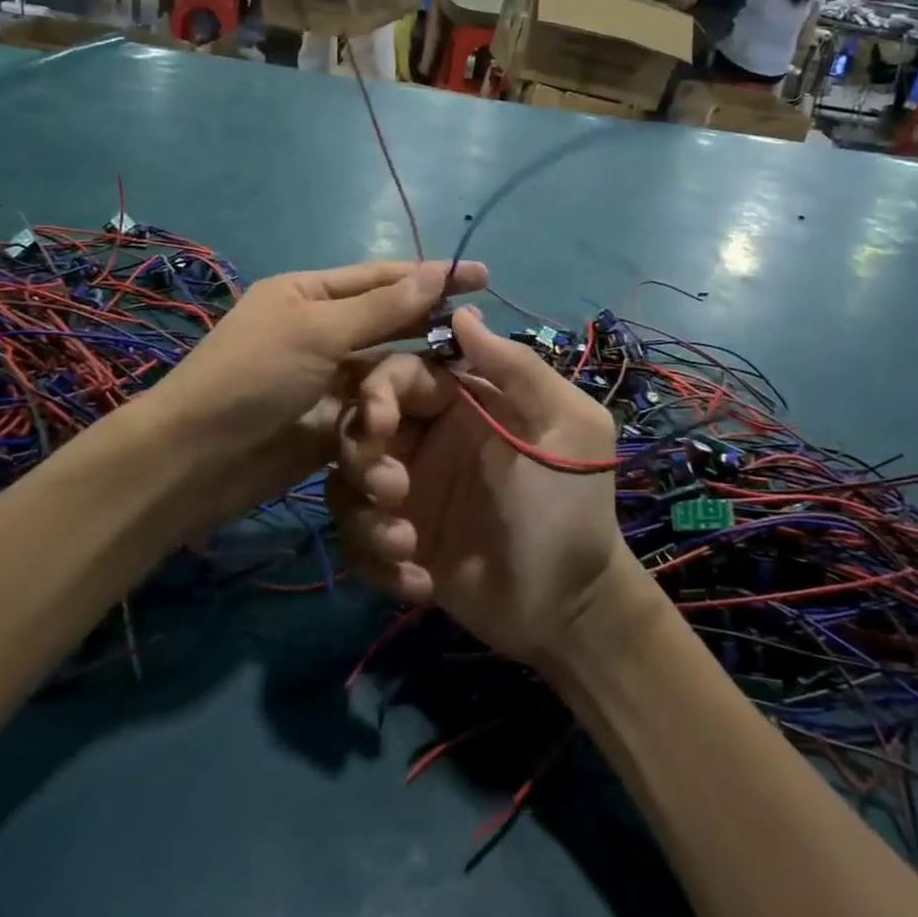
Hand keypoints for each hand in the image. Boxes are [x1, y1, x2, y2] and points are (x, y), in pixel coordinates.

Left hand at [141, 261, 486, 526]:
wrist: (196, 461)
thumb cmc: (253, 377)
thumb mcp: (317, 332)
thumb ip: (382, 308)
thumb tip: (437, 272)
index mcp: (308, 294)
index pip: (380, 278)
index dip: (430, 276)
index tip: (481, 276)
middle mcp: (320, 331)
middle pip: (387, 320)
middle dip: (429, 321)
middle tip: (482, 326)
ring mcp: (325, 378)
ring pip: (385, 367)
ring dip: (417, 368)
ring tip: (468, 368)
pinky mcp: (332, 422)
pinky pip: (375, 407)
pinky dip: (400, 406)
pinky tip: (438, 406)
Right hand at [330, 306, 626, 663]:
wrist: (571, 606)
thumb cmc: (572, 505)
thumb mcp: (567, 426)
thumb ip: (518, 367)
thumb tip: (462, 310)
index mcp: (461, 402)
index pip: (398, 373)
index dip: (377, 390)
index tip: (381, 424)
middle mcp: (426, 440)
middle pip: (357, 424)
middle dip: (361, 454)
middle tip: (393, 490)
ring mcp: (408, 494)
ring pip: (345, 481)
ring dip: (365, 515)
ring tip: (408, 545)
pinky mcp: (397, 543)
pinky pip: (356, 538)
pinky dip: (375, 559)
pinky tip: (421, 580)